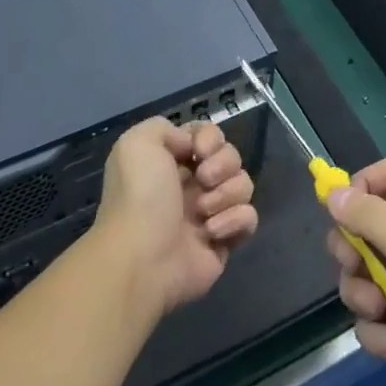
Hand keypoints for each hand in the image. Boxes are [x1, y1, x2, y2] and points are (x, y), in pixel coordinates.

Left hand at [94, 117, 257, 314]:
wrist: (142, 258)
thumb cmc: (140, 197)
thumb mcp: (136, 143)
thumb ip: (164, 127)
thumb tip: (192, 146)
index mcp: (172, 160)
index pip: (209, 135)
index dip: (211, 138)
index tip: (200, 151)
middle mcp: (192, 184)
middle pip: (231, 157)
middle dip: (223, 165)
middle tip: (203, 180)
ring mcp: (210, 213)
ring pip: (243, 185)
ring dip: (226, 194)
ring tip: (203, 213)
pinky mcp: (225, 241)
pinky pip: (249, 218)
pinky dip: (235, 221)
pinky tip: (212, 233)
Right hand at [326, 159, 385, 385]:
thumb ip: (372, 219)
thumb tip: (333, 192)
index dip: (362, 186)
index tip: (340, 212)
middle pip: (365, 226)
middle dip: (352, 250)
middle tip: (354, 265)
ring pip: (360, 276)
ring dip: (363, 296)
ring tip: (382, 312)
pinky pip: (370, 319)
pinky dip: (381, 334)